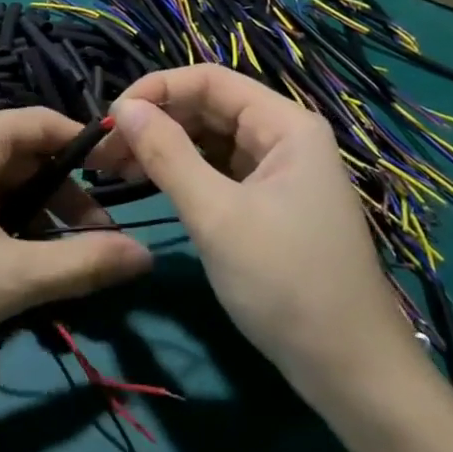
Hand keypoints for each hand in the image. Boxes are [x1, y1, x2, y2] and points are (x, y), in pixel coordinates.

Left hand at [0, 109, 152, 378]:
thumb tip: (146, 255)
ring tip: (47, 268)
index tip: (121, 187)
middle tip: (89, 247)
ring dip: (27, 218)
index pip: (44, 123)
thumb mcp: (10, 279)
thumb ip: (83, 263)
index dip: (88, 152)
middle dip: (59, 199)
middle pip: (19, 154)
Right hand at [96, 66, 433, 400]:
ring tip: (114, 167)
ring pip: (210, 141)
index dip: (157, 89)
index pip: (210, 80)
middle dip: (155, 121)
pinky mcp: (271, 204)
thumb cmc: (285, 283)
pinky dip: (183, 173)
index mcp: (285, 125)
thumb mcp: (217, 215)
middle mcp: (285, 138)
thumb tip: (123, 107)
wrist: (350, 371)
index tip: (109, 117)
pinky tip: (149, 183)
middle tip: (102, 150)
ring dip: (164, 147)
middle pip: (209, 108)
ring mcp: (280, 172)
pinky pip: (219, 172)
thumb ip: (167, 154)